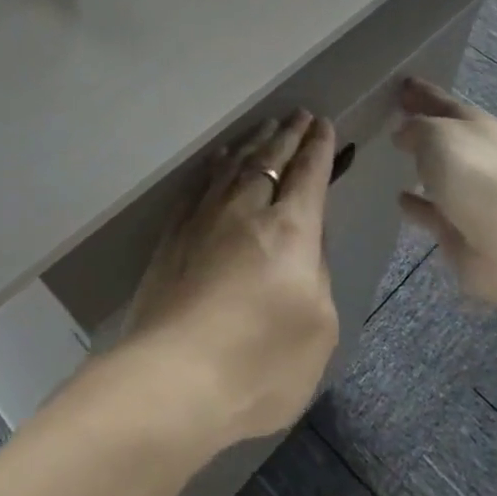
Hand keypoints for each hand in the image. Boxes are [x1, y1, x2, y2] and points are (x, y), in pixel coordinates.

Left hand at [121, 111, 338, 445]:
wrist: (173, 381)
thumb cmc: (260, 364)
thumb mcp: (318, 327)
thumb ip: (317, 273)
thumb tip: (306, 240)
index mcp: (290, 229)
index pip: (308, 174)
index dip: (318, 147)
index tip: (323, 124)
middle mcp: (246, 210)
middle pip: (271, 159)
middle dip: (289, 135)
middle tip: (299, 115)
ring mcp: (204, 219)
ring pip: (233, 165)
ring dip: (254, 143)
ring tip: (266, 127)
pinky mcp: (173, 236)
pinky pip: (199, 185)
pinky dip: (215, 167)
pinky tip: (219, 160)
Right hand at [392, 78, 496, 312]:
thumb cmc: (475, 175)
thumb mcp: (437, 135)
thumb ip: (415, 128)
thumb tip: (403, 133)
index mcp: (477, 126)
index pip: (444, 102)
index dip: (422, 93)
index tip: (400, 84)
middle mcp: (477, 156)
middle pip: (443, 136)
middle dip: (420, 128)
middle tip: (390, 119)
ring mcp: (471, 194)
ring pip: (438, 174)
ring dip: (420, 166)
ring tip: (390, 158)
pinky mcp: (460, 228)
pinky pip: (431, 210)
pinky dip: (417, 204)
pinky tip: (398, 198)